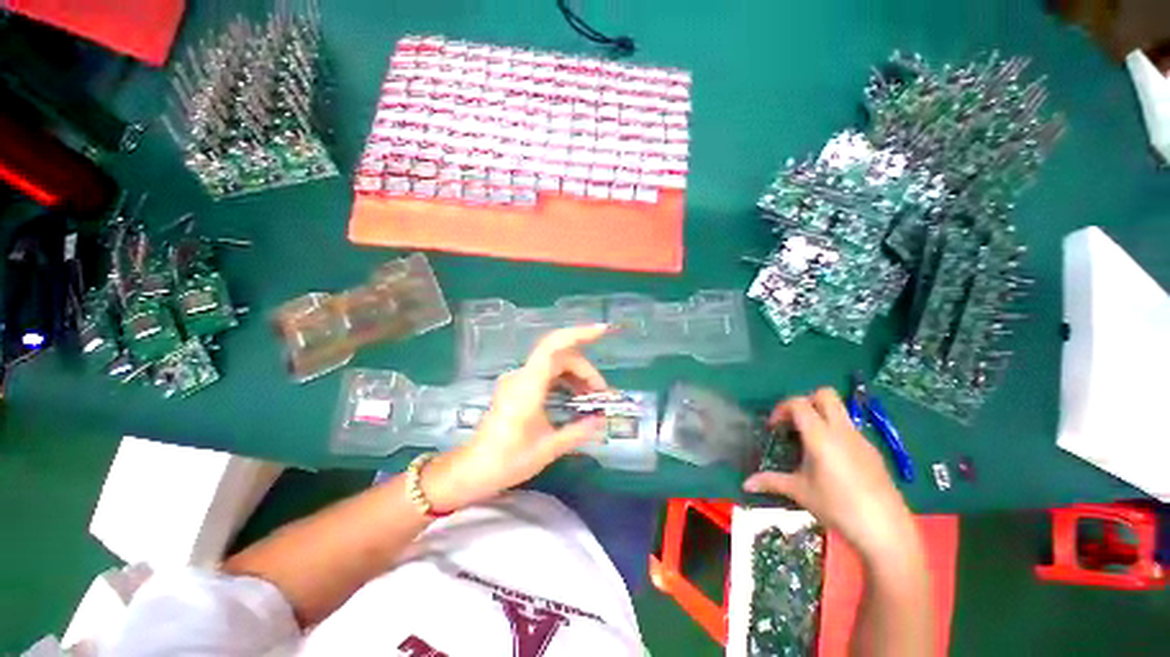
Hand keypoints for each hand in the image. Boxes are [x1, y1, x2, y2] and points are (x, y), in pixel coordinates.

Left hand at [423, 325, 610, 510]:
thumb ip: (578, 431)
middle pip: (559, 356)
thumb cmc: (507, 461)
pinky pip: (545, 373)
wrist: (472, 470)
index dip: (579, 334)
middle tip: (602, 393)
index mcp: (528, 386)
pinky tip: (574, 395)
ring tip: (592, 396)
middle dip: (585, 369)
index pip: (554, 347)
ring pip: (553, 363)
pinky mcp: (516, 387)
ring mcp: (517, 380)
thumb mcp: (548, 449)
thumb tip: (602, 420)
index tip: (602, 331)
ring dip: (576, 374)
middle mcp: (521, 376)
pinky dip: (564, 379)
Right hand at [743, 388, 918, 563]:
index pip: (799, 403)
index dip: (782, 408)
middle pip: (824, 395)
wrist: (886, 530)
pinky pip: (850, 429)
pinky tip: (831, 460)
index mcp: (821, 436)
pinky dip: (835, 432)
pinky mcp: (873, 452)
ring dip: (821, 416)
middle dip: (805, 401)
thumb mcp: (800, 493)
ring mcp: (861, 440)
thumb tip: (745, 484)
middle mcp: (842, 431)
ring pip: (839, 410)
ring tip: (809, 443)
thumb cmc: (838, 507)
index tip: (774, 427)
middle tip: (794, 423)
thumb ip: (771, 482)